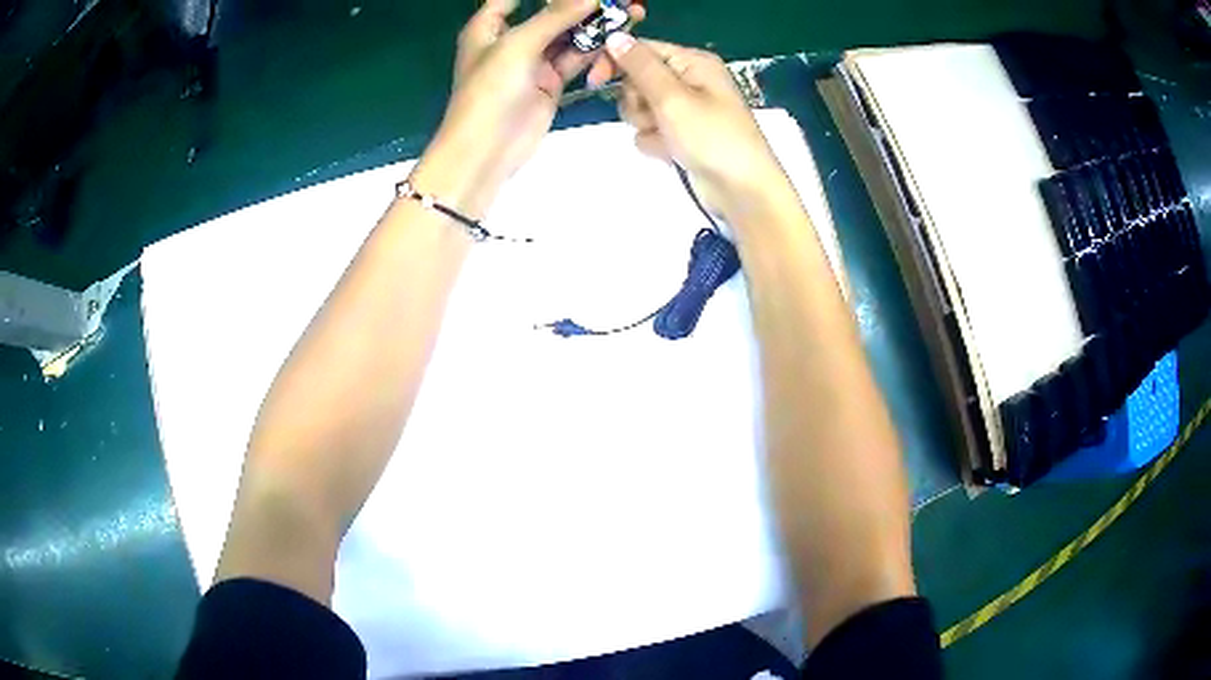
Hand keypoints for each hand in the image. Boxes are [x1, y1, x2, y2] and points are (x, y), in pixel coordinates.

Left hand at [411, 0, 643, 218]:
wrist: (487, 149)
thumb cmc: (489, 89)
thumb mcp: (519, 44)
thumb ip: (556, 16)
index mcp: (488, 27)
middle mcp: (510, 40)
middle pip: (549, 13)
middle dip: (581, 6)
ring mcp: (532, 61)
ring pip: (568, 35)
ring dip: (594, 25)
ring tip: (629, 13)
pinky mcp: (551, 82)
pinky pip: (576, 58)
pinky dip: (594, 49)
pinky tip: (615, 38)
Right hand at [606, 35, 791, 220]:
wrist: (740, 191)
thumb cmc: (712, 137)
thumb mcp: (672, 97)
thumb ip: (640, 66)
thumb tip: (614, 36)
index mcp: (693, 63)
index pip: (643, 50)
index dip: (617, 62)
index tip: (595, 81)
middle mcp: (689, 81)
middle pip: (637, 79)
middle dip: (637, 101)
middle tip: (655, 116)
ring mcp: (684, 110)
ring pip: (639, 108)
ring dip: (645, 124)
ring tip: (667, 137)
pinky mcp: (680, 135)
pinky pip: (649, 131)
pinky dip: (655, 143)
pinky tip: (672, 153)